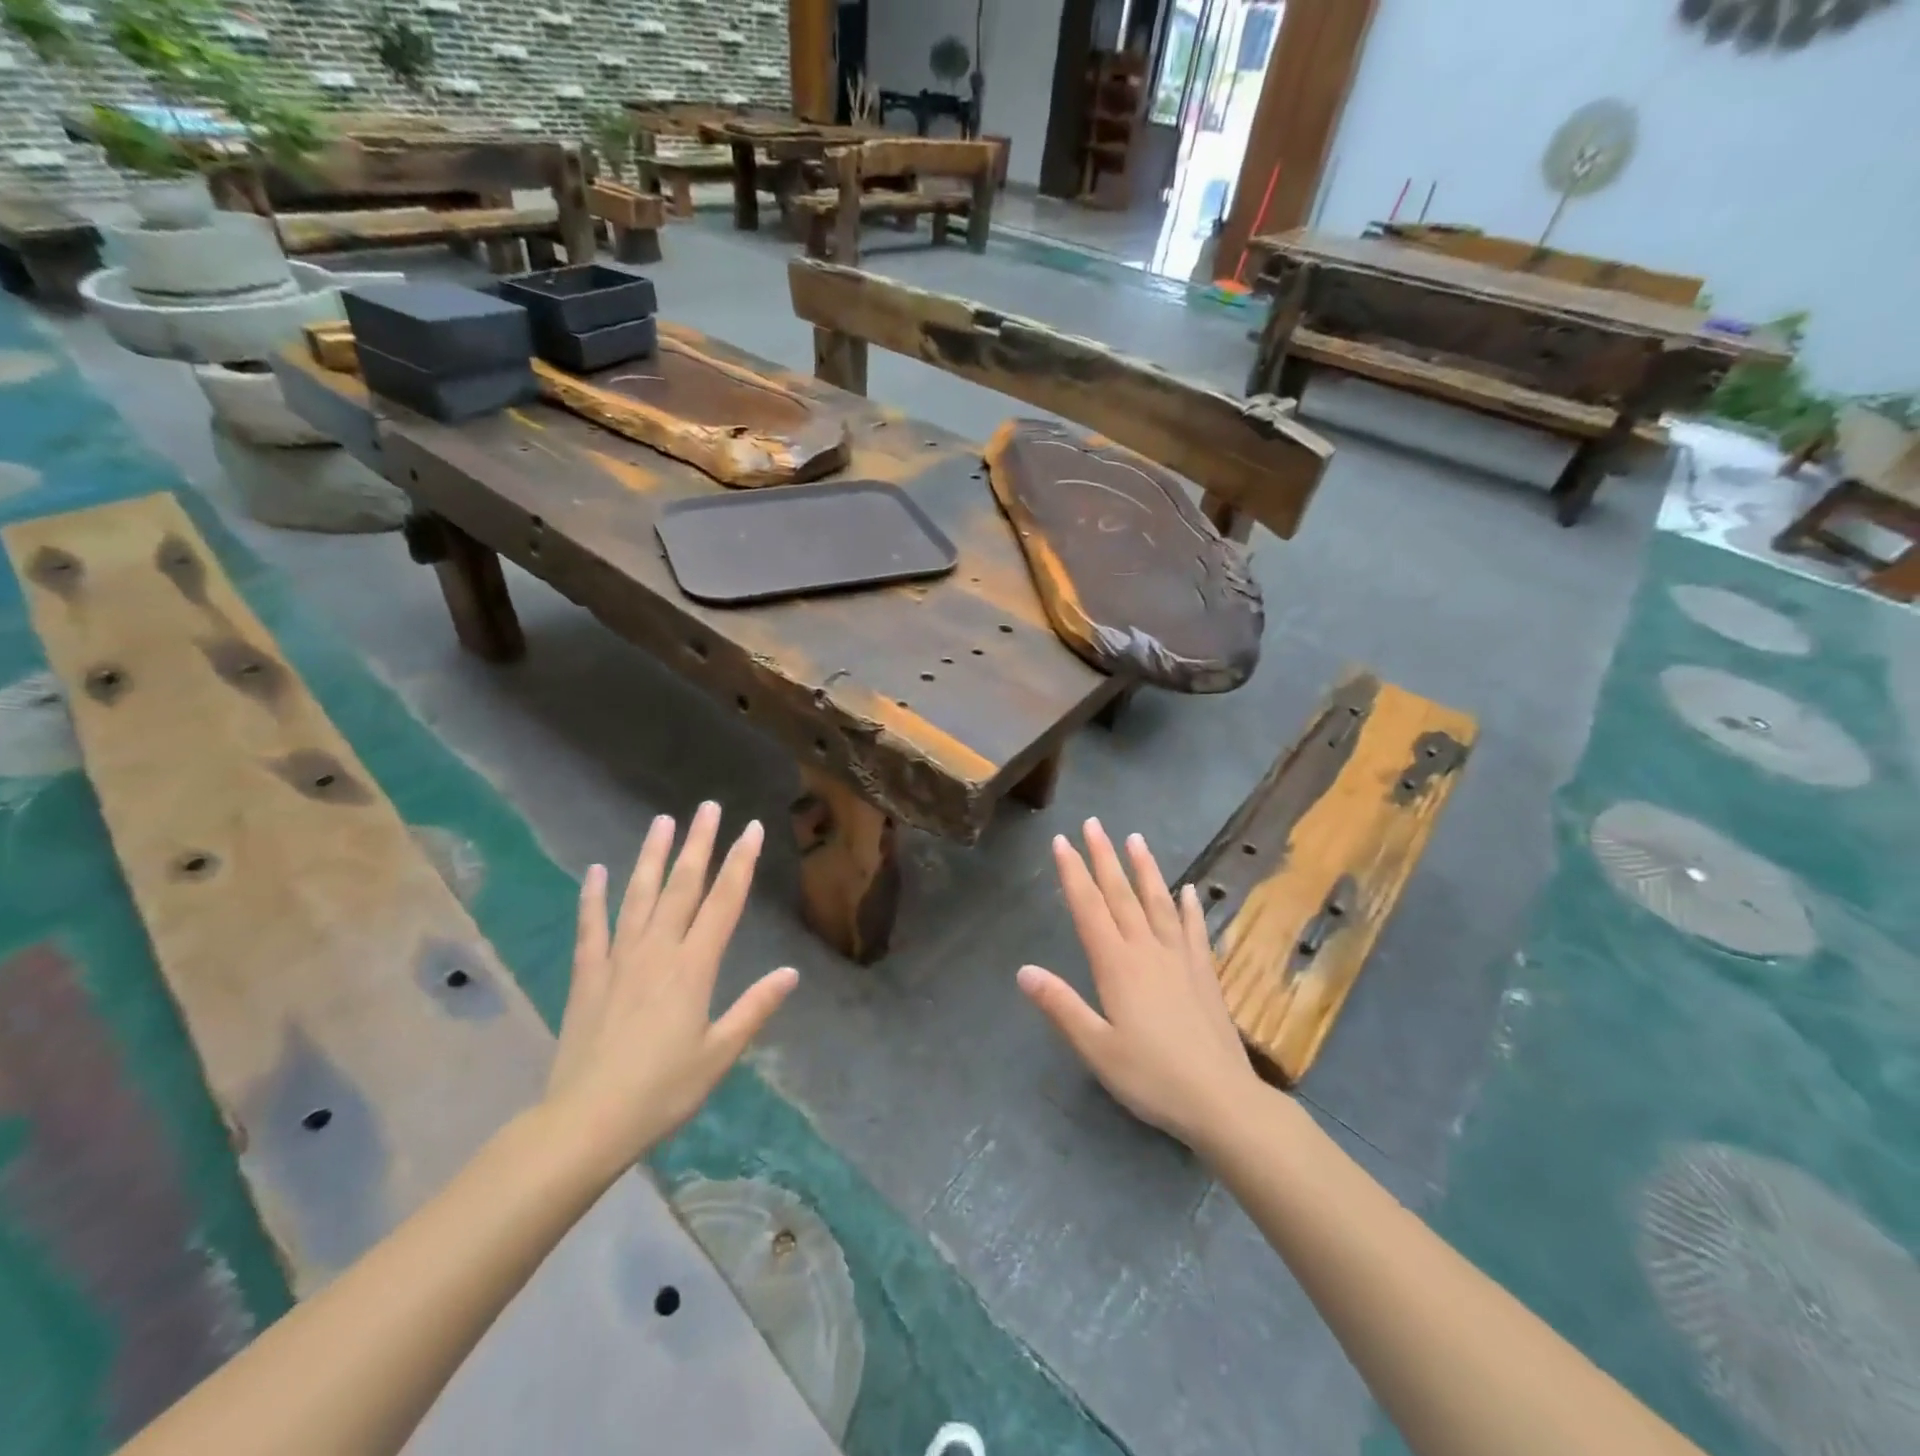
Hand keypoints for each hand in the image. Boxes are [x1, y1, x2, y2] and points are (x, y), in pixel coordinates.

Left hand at [544, 803, 797, 1179]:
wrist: (585, 1122)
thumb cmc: (662, 1091)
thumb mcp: (719, 1054)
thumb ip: (754, 1008)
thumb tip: (791, 972)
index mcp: (694, 968)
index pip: (724, 903)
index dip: (740, 863)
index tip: (751, 828)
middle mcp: (658, 951)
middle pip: (682, 886)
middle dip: (698, 843)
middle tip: (708, 807)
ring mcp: (619, 960)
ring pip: (639, 896)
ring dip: (651, 856)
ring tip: (661, 821)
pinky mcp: (588, 976)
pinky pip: (592, 928)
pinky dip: (593, 898)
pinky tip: (595, 872)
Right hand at [1018, 820, 1259, 1150]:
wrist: (1222, 1101)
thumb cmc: (1152, 1077)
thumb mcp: (1096, 1048)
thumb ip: (1060, 1006)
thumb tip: (1023, 970)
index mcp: (1117, 966)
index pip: (1089, 908)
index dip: (1073, 873)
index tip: (1062, 841)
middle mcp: (1147, 951)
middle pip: (1121, 895)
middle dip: (1104, 857)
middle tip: (1094, 823)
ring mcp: (1180, 959)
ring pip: (1159, 903)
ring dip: (1145, 869)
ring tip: (1136, 839)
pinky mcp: (1204, 974)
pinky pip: (1194, 930)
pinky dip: (1190, 907)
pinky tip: (1190, 891)